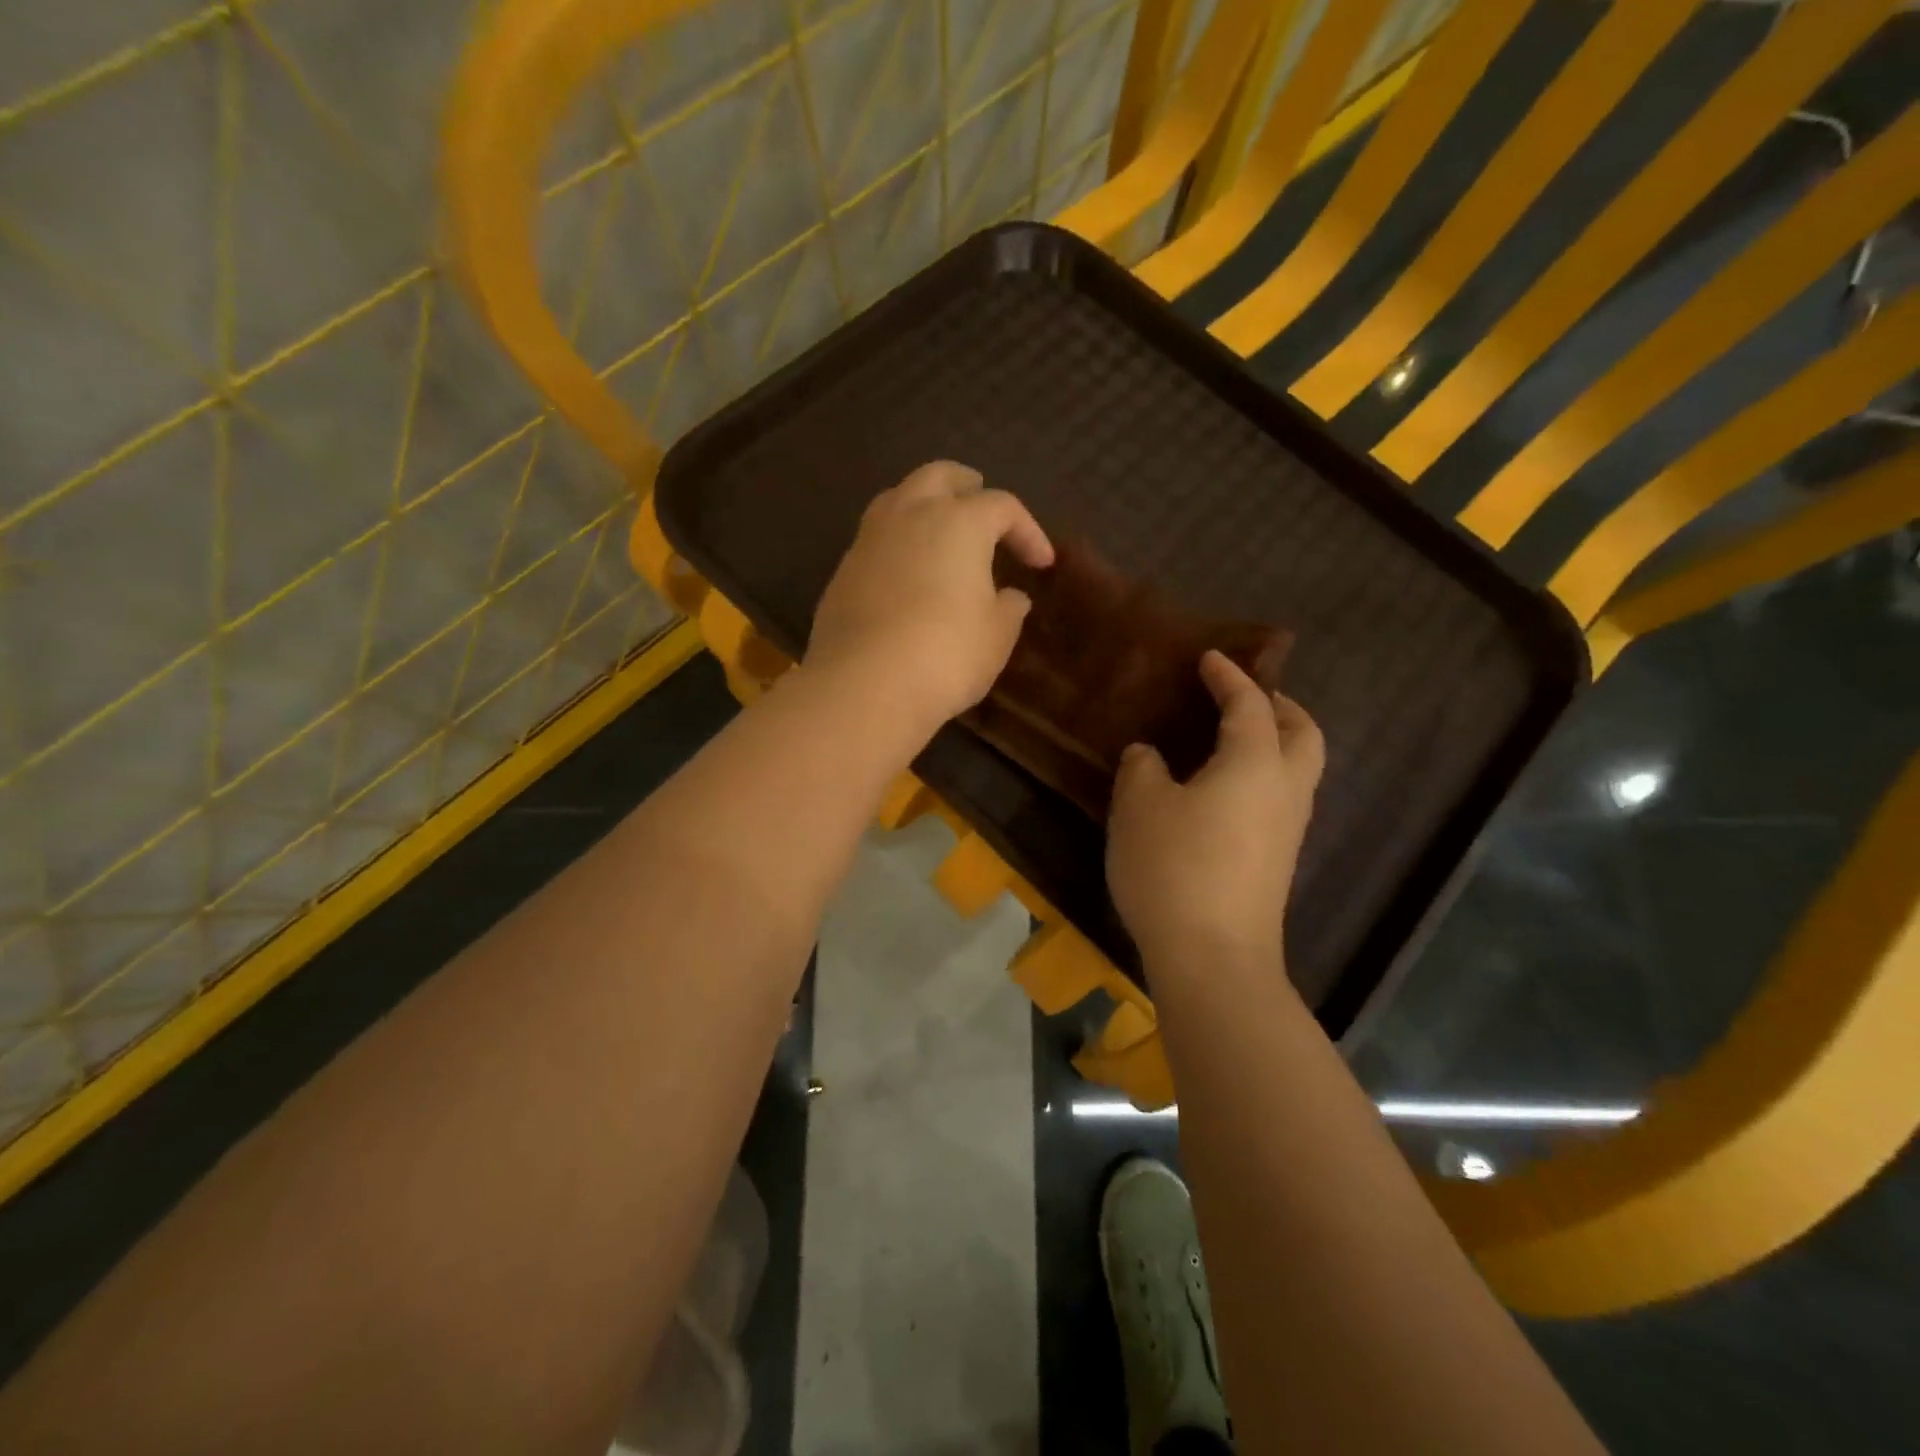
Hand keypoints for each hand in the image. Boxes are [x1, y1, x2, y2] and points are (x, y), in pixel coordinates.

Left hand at [807, 460, 1054, 732]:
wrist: (864, 684)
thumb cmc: (945, 654)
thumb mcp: (996, 637)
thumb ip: (1008, 610)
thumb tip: (1012, 597)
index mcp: (959, 521)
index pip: (1003, 507)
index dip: (1028, 531)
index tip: (1041, 564)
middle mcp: (911, 515)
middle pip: (939, 476)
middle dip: (965, 485)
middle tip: (980, 499)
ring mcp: (869, 539)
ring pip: (898, 498)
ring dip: (923, 503)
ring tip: (937, 527)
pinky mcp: (843, 570)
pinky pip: (875, 537)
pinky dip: (896, 540)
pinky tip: (904, 569)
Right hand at [1107, 650, 1324, 970]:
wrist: (1213, 957)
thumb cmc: (1174, 867)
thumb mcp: (1139, 806)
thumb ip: (1142, 768)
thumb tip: (1150, 755)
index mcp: (1255, 763)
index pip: (1251, 704)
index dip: (1230, 677)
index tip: (1210, 659)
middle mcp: (1285, 789)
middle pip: (1304, 733)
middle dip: (1280, 706)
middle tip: (1244, 697)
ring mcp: (1288, 829)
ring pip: (1299, 769)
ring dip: (1276, 742)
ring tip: (1232, 740)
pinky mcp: (1279, 861)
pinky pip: (1282, 798)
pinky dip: (1265, 776)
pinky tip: (1224, 790)